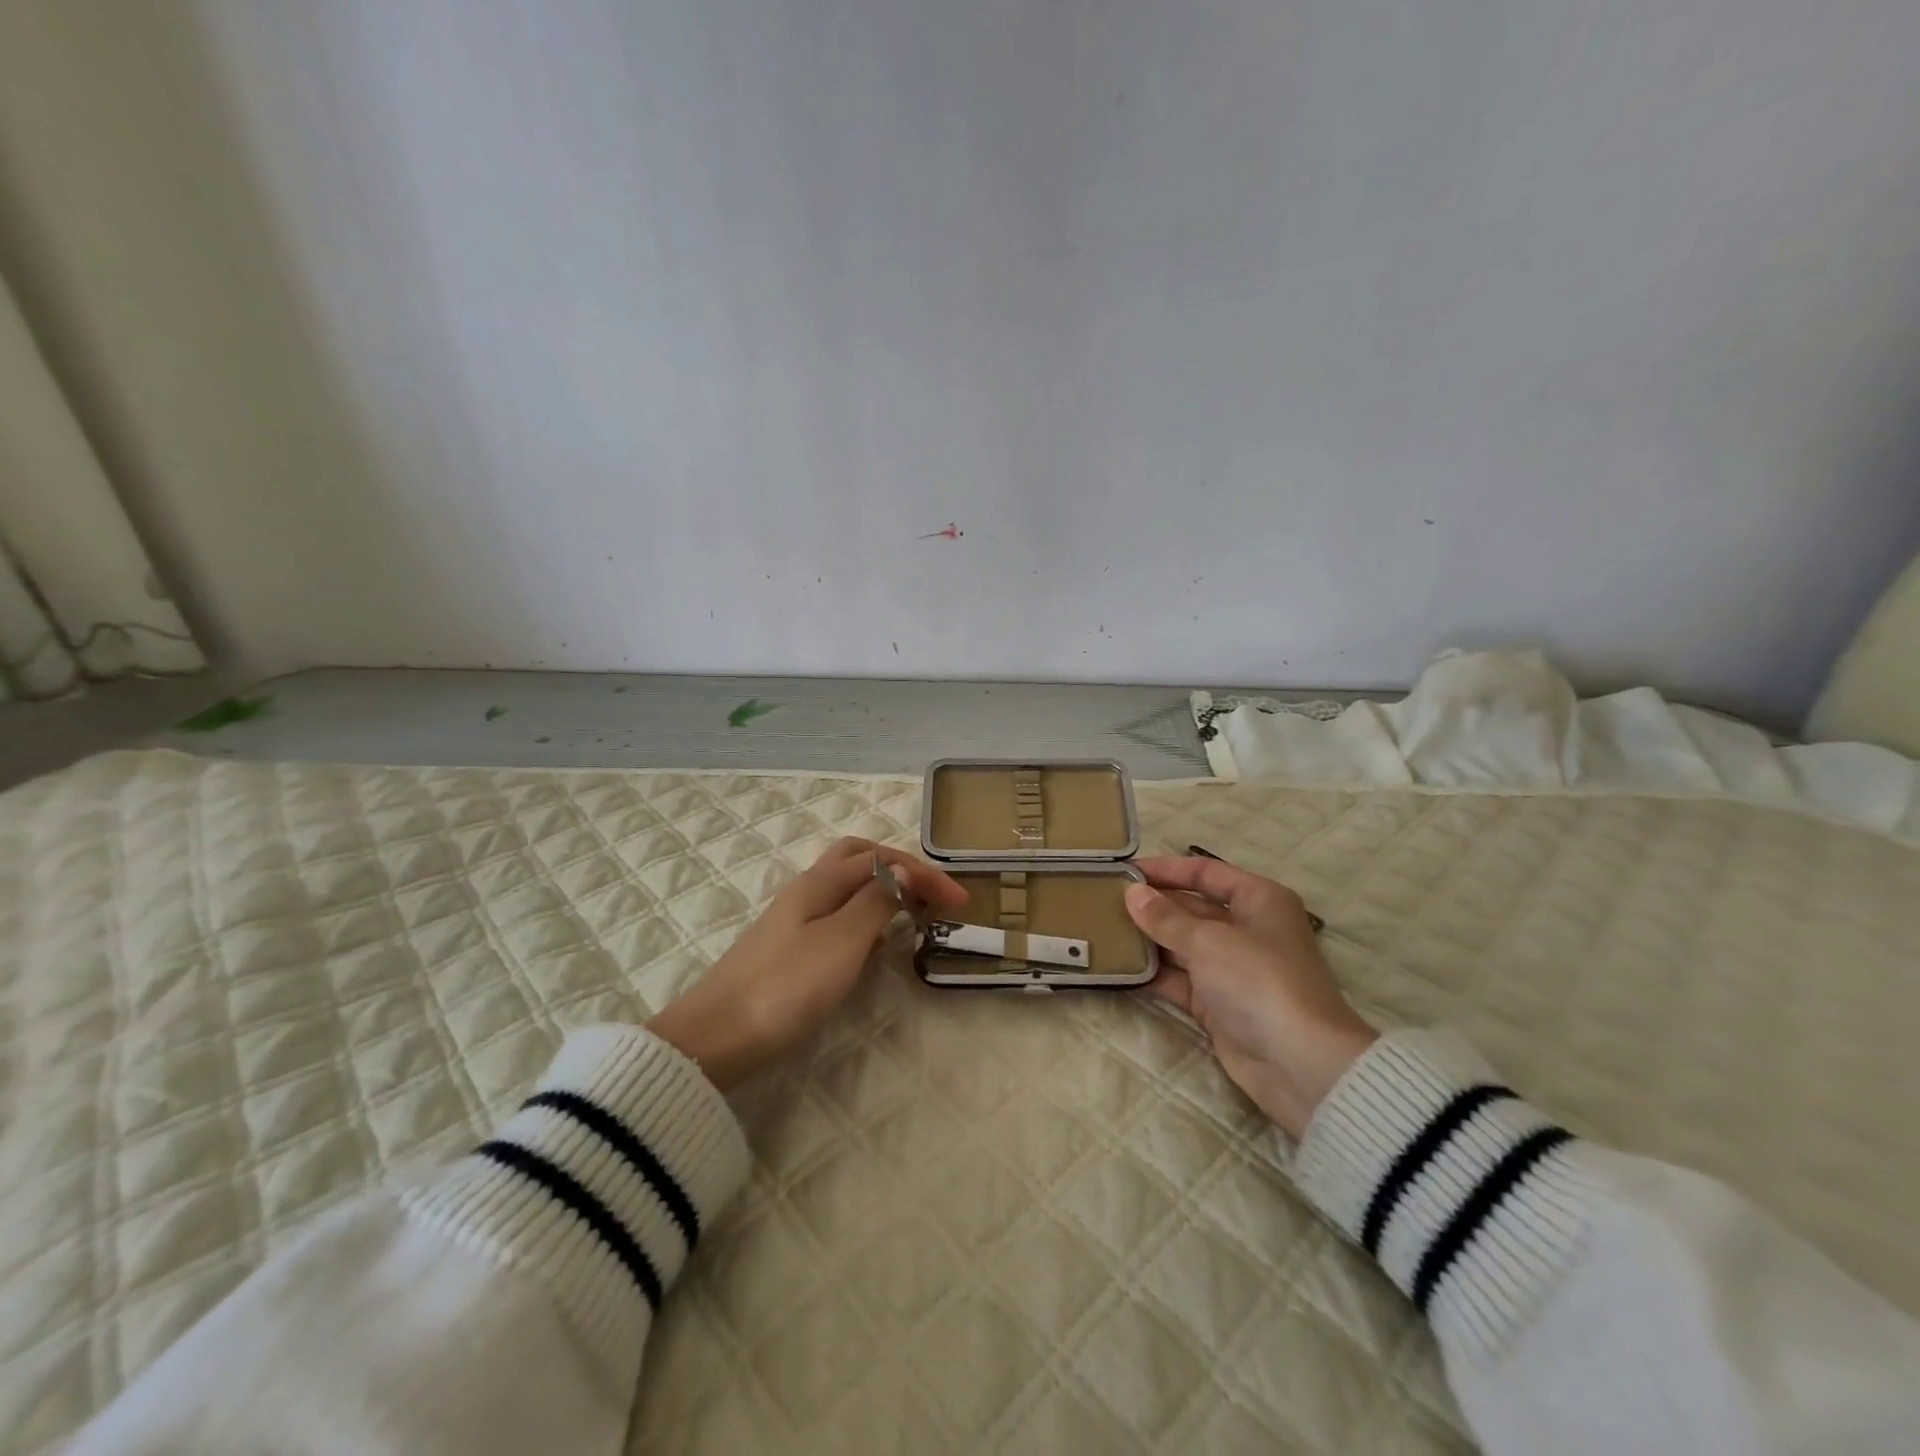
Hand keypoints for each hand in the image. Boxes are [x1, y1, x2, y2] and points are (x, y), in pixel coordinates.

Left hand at [648, 838, 966, 1089]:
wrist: (715, 1038)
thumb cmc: (785, 987)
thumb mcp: (841, 942)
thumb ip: (876, 902)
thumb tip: (904, 871)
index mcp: (821, 882)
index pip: (883, 860)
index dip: (925, 874)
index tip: (962, 901)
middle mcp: (807, 889)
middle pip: (858, 857)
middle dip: (900, 866)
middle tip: (931, 893)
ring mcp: (794, 918)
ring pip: (846, 884)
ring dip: (882, 886)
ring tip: (911, 911)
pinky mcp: (788, 946)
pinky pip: (836, 910)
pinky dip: (864, 911)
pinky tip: (871, 938)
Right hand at [1125, 856, 1376, 1137]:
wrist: (1300, 1065)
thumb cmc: (1259, 981)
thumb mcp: (1208, 941)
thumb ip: (1165, 917)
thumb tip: (1132, 894)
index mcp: (1259, 900)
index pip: (1206, 873)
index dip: (1166, 869)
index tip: (1125, 870)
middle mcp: (1247, 929)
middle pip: (1192, 908)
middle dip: (1152, 905)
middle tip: (1103, 900)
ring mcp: (1232, 969)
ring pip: (1182, 944)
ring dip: (1148, 939)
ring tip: (1103, 929)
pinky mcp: (1219, 1004)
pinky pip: (1180, 979)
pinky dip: (1154, 973)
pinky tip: (1120, 965)